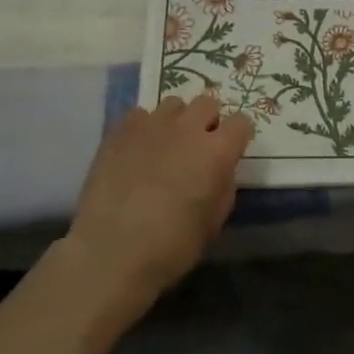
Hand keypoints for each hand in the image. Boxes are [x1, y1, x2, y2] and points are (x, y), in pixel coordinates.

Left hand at [65, 95, 253, 309]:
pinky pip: (140, 115)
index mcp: (216, 151)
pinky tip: (137, 151)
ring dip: (177, 120)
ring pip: (174, 104)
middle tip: (198, 146)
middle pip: (208, 102)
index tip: (232, 149)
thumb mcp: (213, 222)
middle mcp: (188, 128)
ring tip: (166, 144)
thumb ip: (223, 185)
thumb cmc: (171, 247)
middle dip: (208, 120)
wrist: (111, 251)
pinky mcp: (121, 129)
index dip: (239, 135)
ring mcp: (153, 124)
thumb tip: (221, 168)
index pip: (241, 122)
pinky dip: (144, 128)